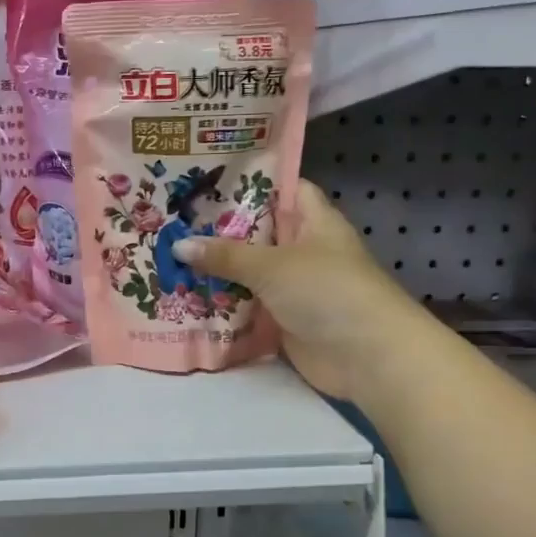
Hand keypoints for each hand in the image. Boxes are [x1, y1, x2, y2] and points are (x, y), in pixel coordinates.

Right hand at [173, 180, 407, 401]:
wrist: (368, 357)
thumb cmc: (327, 291)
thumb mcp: (273, 265)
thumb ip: (225, 255)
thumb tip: (178, 245)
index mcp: (313, 221)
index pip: (282, 187)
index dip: (249, 180)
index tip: (206, 179)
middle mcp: (303, 249)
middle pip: (257, 232)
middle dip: (218, 229)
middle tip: (172, 220)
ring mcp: (294, 286)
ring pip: (249, 271)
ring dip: (216, 270)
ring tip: (167, 256)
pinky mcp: (284, 320)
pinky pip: (248, 306)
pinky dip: (223, 304)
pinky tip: (185, 298)